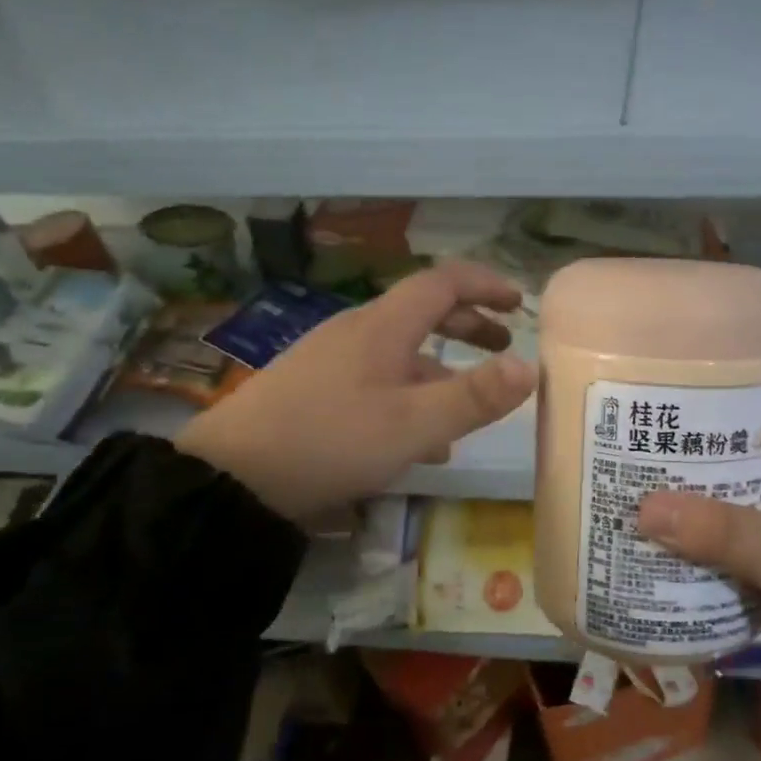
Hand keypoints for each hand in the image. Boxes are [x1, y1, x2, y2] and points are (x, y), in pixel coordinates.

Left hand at [175, 262, 536, 523]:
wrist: (232, 477)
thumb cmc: (331, 440)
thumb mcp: (414, 424)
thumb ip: (475, 396)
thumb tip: (529, 367)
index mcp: (383, 326)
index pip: (443, 282)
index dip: (485, 284)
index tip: (519, 302)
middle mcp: (357, 332)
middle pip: (422, 312)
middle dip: (468, 324)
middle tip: (503, 343)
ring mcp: (332, 360)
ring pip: (401, 352)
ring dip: (441, 368)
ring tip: (469, 406)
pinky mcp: (315, 390)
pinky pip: (377, 379)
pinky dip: (410, 395)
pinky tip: (419, 442)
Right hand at [636, 394, 760, 707]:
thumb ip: (720, 531)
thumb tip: (644, 509)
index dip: (747, 385)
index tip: (694, 377)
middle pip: (747, 454)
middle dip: (701, 444)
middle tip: (647, 430)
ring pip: (734, 503)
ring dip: (694, 498)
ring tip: (638, 478)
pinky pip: (731, 548)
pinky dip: (700, 544)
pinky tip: (658, 539)